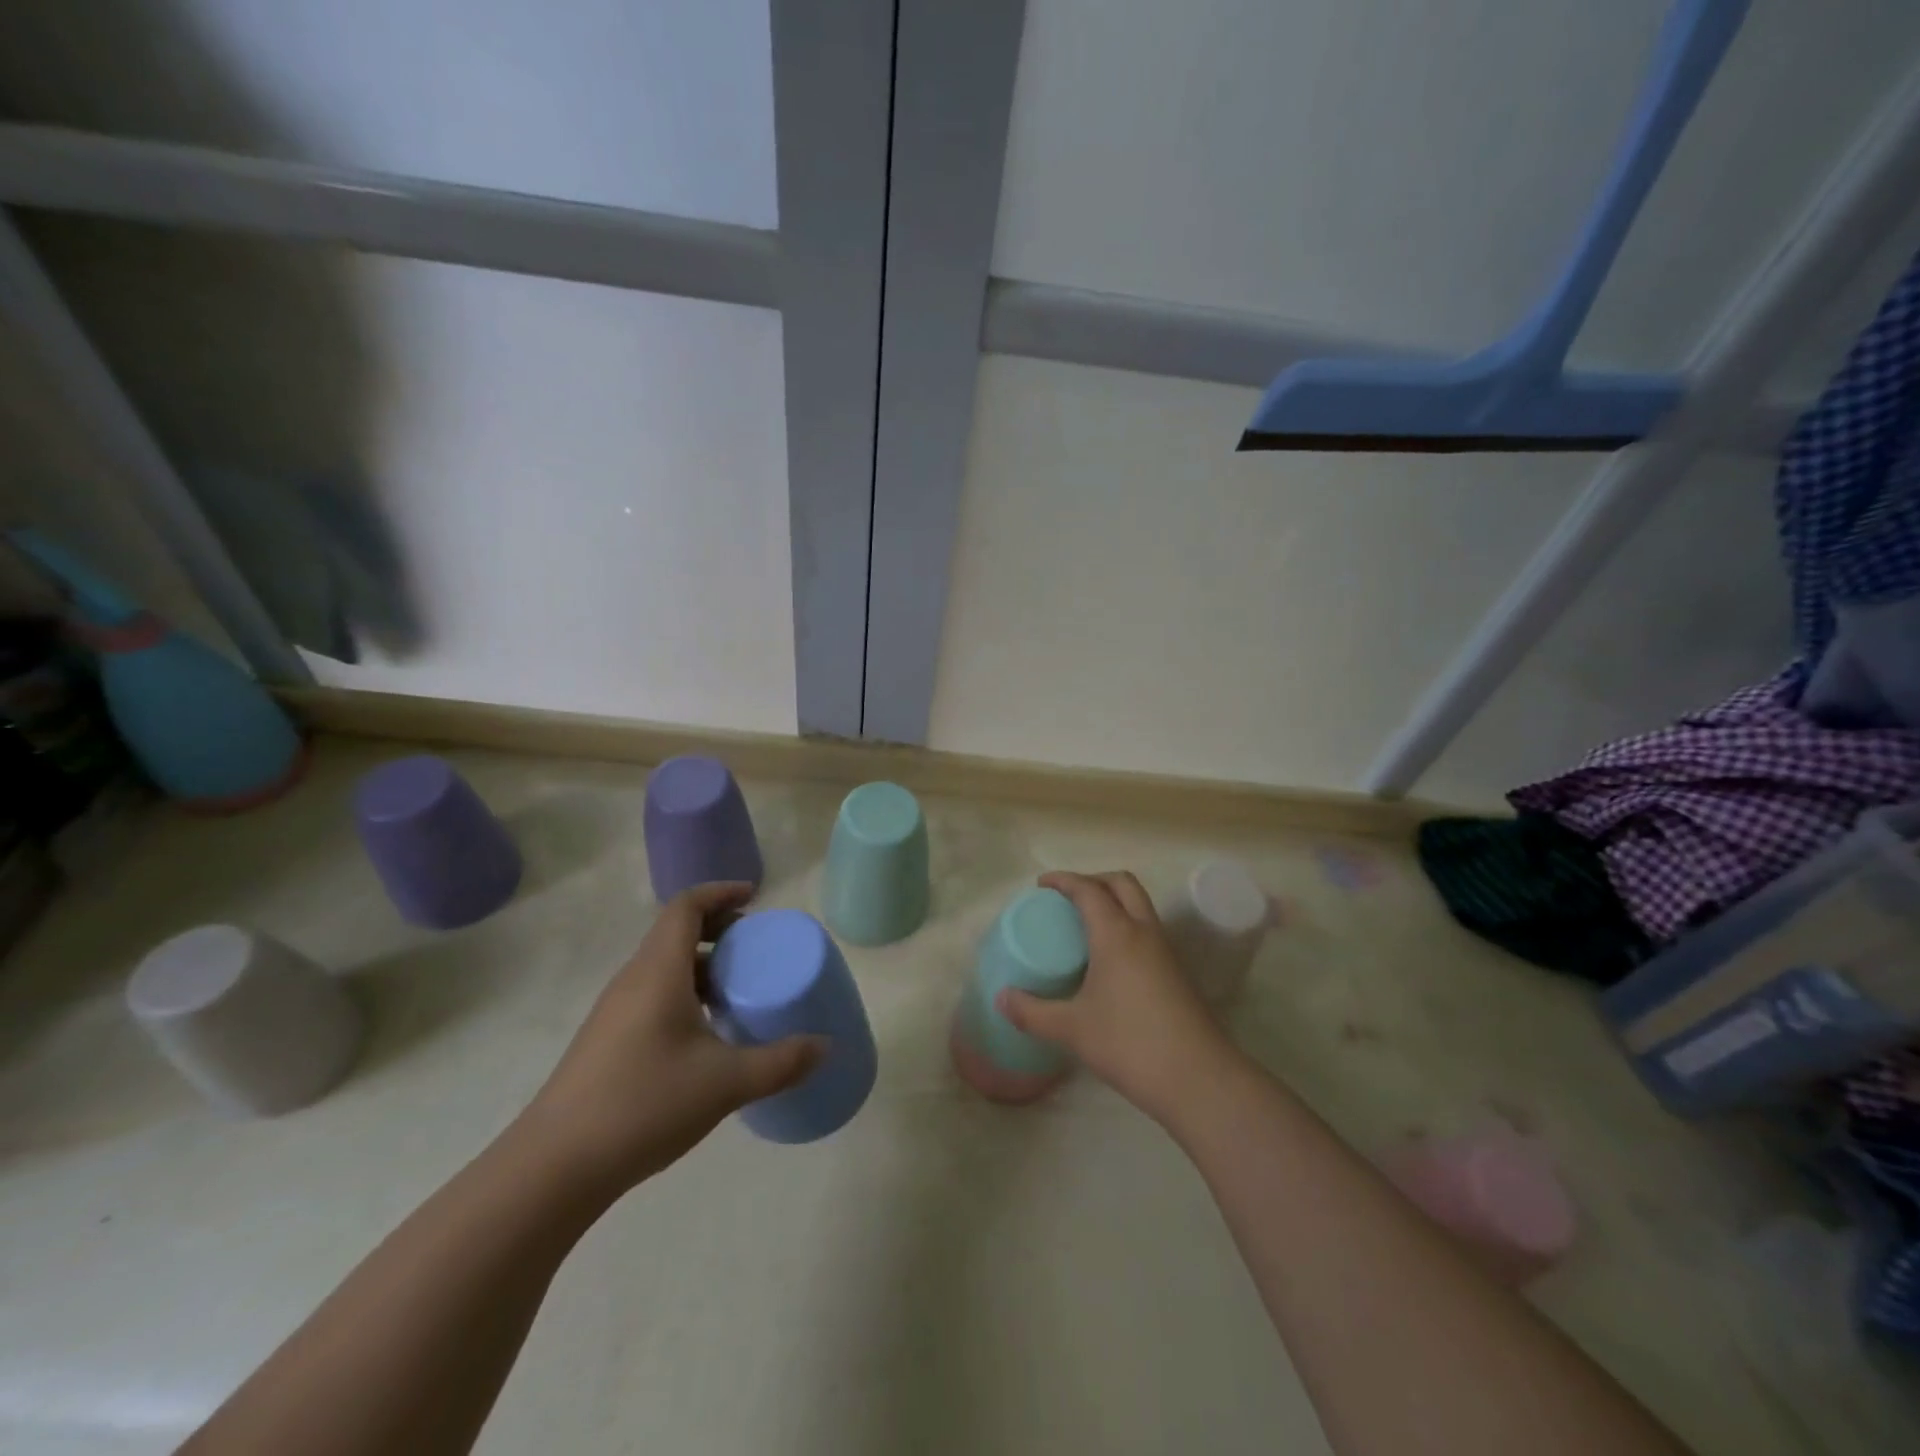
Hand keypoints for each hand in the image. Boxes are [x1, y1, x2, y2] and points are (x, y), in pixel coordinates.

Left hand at [515, 882, 825, 1198]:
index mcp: (658, 971)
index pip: (687, 907)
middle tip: (755, 945)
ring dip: (701, 964)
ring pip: (663, 966)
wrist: (555, 1167)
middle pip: (675, 932)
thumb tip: (825, 1047)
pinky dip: (684, 992)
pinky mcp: (606, 1040)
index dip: (720, 892)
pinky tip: (705, 1033)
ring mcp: (614, 1012)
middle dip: (717, 928)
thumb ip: (781, 1062)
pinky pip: (652, 994)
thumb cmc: (644, 1104)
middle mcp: (633, 980)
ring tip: (737, 989)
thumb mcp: (726, 1082)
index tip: (755, 896)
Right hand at [997, 871, 1237, 1122]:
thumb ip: (1032, 1012)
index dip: (1063, 880)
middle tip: (1066, 899)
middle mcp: (1144, 931)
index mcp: (1116, 933)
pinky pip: (1147, 930)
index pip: (1088, 889)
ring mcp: (1165, 951)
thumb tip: (1001, 998)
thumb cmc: (1130, 1043)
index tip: (1041, 884)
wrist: (1199, 1078)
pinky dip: (1126, 925)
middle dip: (1093, 881)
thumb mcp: (1071, 1029)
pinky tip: (1109, 959)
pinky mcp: (1177, 972)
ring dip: (1113, 902)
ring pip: (1140, 905)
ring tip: (1084, 926)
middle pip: (1122, 884)